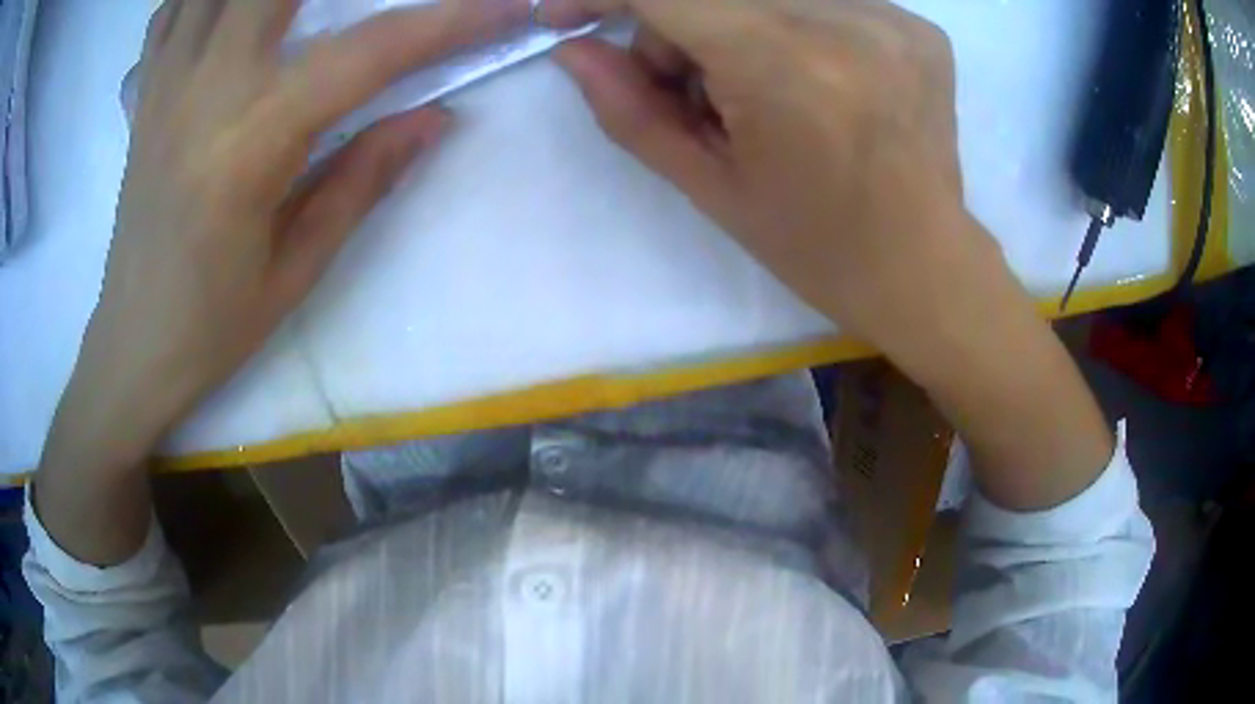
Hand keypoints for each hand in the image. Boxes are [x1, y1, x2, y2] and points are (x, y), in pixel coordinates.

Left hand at [64, 0, 528, 462]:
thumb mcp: (298, 269)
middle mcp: (206, 91)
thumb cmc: (213, 327)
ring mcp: (166, 85)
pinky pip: (171, 11)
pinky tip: (227, 10)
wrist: (133, 348)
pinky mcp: (144, 96)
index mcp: (252, 143)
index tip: (508, 9)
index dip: (451, 22)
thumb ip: (365, 179)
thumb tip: (438, 117)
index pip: (370, 53)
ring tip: (293, 8)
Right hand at [546, 0, 1114, 509]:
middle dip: (680, 28)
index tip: (570, 13)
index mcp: (786, 67)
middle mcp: (845, 23)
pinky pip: (820, 2)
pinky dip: (791, 28)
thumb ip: (630, 110)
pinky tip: (813, 80)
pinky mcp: (919, 26)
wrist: (924, 267)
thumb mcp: (710, 186)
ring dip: (735, 26)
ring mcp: (892, 19)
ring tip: (761, 89)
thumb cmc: (815, 246)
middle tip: (698, 89)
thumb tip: (574, 51)